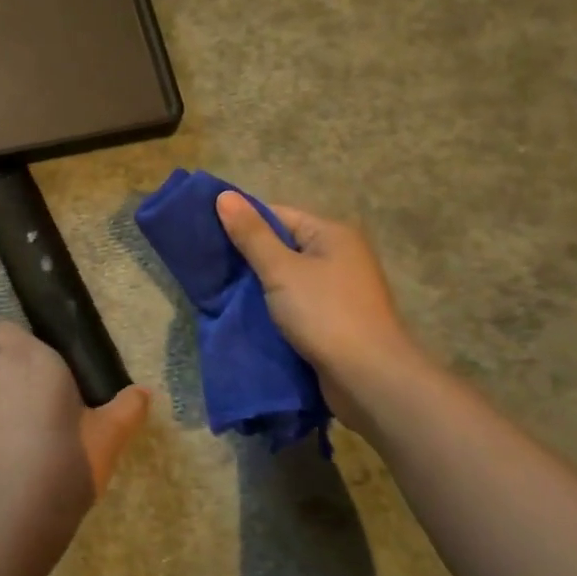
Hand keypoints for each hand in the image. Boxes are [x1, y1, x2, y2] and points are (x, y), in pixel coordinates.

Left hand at [0, 321, 148, 566]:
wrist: (14, 519)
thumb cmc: (68, 464)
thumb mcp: (109, 437)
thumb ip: (127, 408)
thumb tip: (144, 392)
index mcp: (30, 360)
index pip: (3, 329)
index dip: (14, 343)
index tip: (35, 367)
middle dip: (1, 371)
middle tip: (29, 400)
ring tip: (14, 438)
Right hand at [215, 192, 417, 390]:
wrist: (369, 379)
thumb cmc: (325, 314)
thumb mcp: (281, 270)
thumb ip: (251, 235)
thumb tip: (224, 196)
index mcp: (332, 234)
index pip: (278, 215)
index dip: (243, 222)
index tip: (207, 234)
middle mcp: (339, 256)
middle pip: (282, 245)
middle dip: (248, 255)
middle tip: (209, 264)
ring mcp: (338, 290)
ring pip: (287, 277)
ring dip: (258, 284)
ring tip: (219, 289)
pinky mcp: (333, 320)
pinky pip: (295, 302)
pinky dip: (273, 306)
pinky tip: (245, 313)